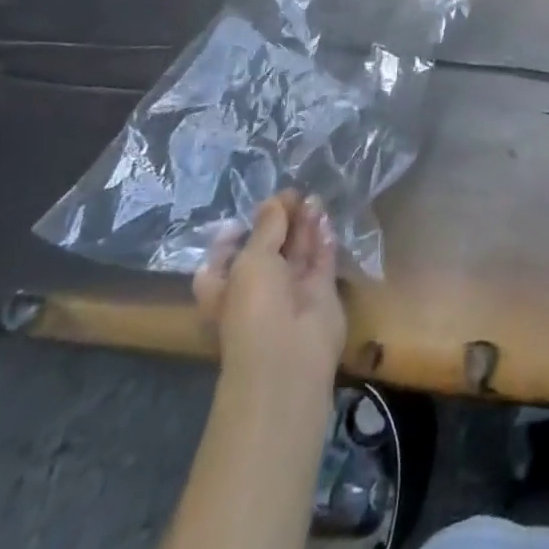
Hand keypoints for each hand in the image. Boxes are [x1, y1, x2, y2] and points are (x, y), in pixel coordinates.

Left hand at [194, 191, 346, 391]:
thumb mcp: (252, 259)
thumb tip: (275, 200)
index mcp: (226, 287)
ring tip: (313, 198)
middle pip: (267, 249)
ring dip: (304, 225)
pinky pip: (321, 260)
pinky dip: (323, 239)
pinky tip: (326, 217)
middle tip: (293, 195)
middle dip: (279, 222)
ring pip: (297, 252)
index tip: (246, 216)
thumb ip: (267, 226)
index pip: (222, 259)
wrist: (289, 354)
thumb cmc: (255, 306)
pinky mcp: (320, 292)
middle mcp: (257, 289)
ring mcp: (290, 291)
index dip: (233, 236)